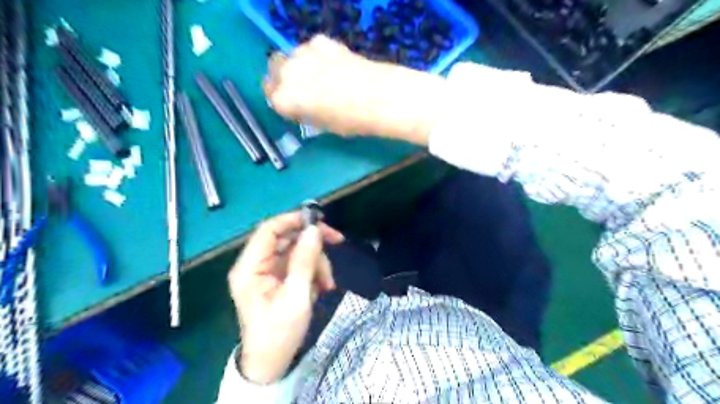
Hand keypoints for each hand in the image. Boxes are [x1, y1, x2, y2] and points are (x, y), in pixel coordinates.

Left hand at [229, 214, 343, 383]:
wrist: (271, 363)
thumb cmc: (279, 333)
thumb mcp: (296, 296)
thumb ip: (304, 260)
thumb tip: (314, 230)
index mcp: (250, 267)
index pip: (269, 230)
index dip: (293, 220)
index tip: (320, 220)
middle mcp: (256, 264)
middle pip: (286, 237)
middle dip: (313, 243)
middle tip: (337, 242)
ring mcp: (267, 271)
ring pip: (297, 250)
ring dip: (317, 262)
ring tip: (328, 283)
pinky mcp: (278, 278)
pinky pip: (299, 263)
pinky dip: (314, 271)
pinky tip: (322, 287)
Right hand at [263, 34, 444, 144]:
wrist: (378, 98)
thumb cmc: (351, 121)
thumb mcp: (323, 125)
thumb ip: (306, 113)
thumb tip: (305, 107)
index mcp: (284, 99)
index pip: (272, 97)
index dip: (284, 102)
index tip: (296, 106)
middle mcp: (287, 73)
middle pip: (274, 70)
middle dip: (284, 79)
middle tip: (303, 89)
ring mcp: (303, 54)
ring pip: (292, 56)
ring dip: (300, 65)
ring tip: (321, 76)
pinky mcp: (322, 42)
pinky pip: (312, 49)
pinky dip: (317, 56)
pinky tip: (334, 65)